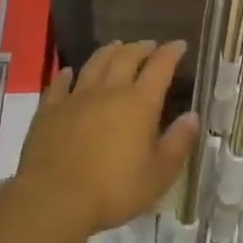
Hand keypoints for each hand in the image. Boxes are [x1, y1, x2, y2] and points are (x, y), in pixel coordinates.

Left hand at [11, 41, 198, 242]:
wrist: (55, 198)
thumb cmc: (114, 190)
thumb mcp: (158, 175)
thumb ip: (178, 143)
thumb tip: (192, 116)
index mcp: (139, 103)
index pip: (160, 67)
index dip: (171, 52)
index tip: (179, 44)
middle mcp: (109, 91)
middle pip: (126, 58)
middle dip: (141, 48)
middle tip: (149, 45)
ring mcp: (76, 97)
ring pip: (95, 64)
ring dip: (108, 52)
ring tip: (116, 46)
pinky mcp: (50, 110)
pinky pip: (59, 84)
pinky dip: (66, 75)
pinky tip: (68, 72)